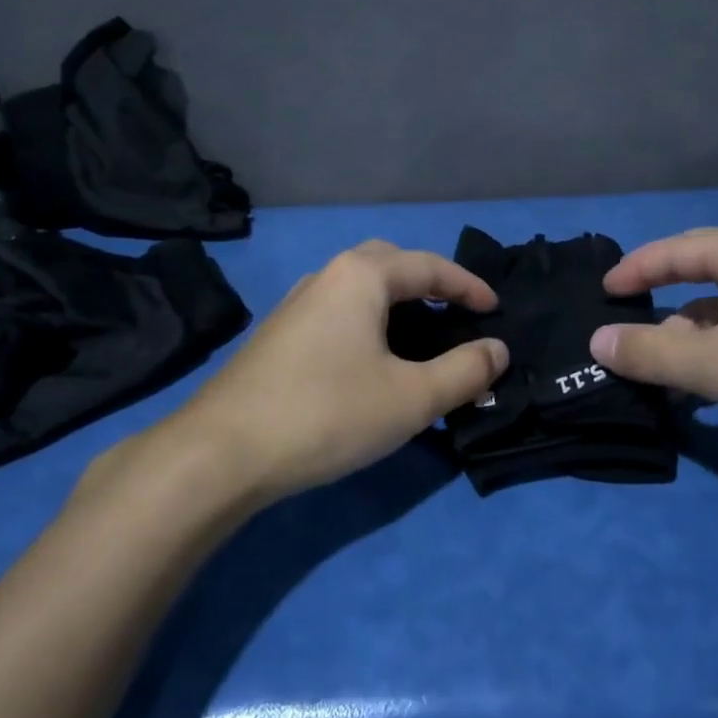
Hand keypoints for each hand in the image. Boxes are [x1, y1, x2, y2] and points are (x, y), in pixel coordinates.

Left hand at [140, 241, 507, 501]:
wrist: (221, 453)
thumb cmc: (327, 413)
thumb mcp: (412, 397)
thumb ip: (464, 371)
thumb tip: (497, 350)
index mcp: (361, 276)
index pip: (430, 266)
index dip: (469, 286)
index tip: (496, 310)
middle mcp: (326, 277)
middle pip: (390, 264)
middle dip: (428, 284)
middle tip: (455, 316)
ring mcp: (296, 305)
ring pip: (360, 290)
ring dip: (397, 305)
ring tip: (420, 341)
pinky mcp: (278, 336)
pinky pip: (338, 313)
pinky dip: (369, 324)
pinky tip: (371, 363)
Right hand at [588, 225, 717, 464]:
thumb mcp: (715, 363)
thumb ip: (650, 351)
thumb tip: (597, 341)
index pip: (674, 250)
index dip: (633, 271)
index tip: (599, 295)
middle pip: (695, 282)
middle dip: (656, 313)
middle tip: (615, 339)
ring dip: (684, 348)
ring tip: (651, 382)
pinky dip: (714, 366)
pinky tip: (698, 401)